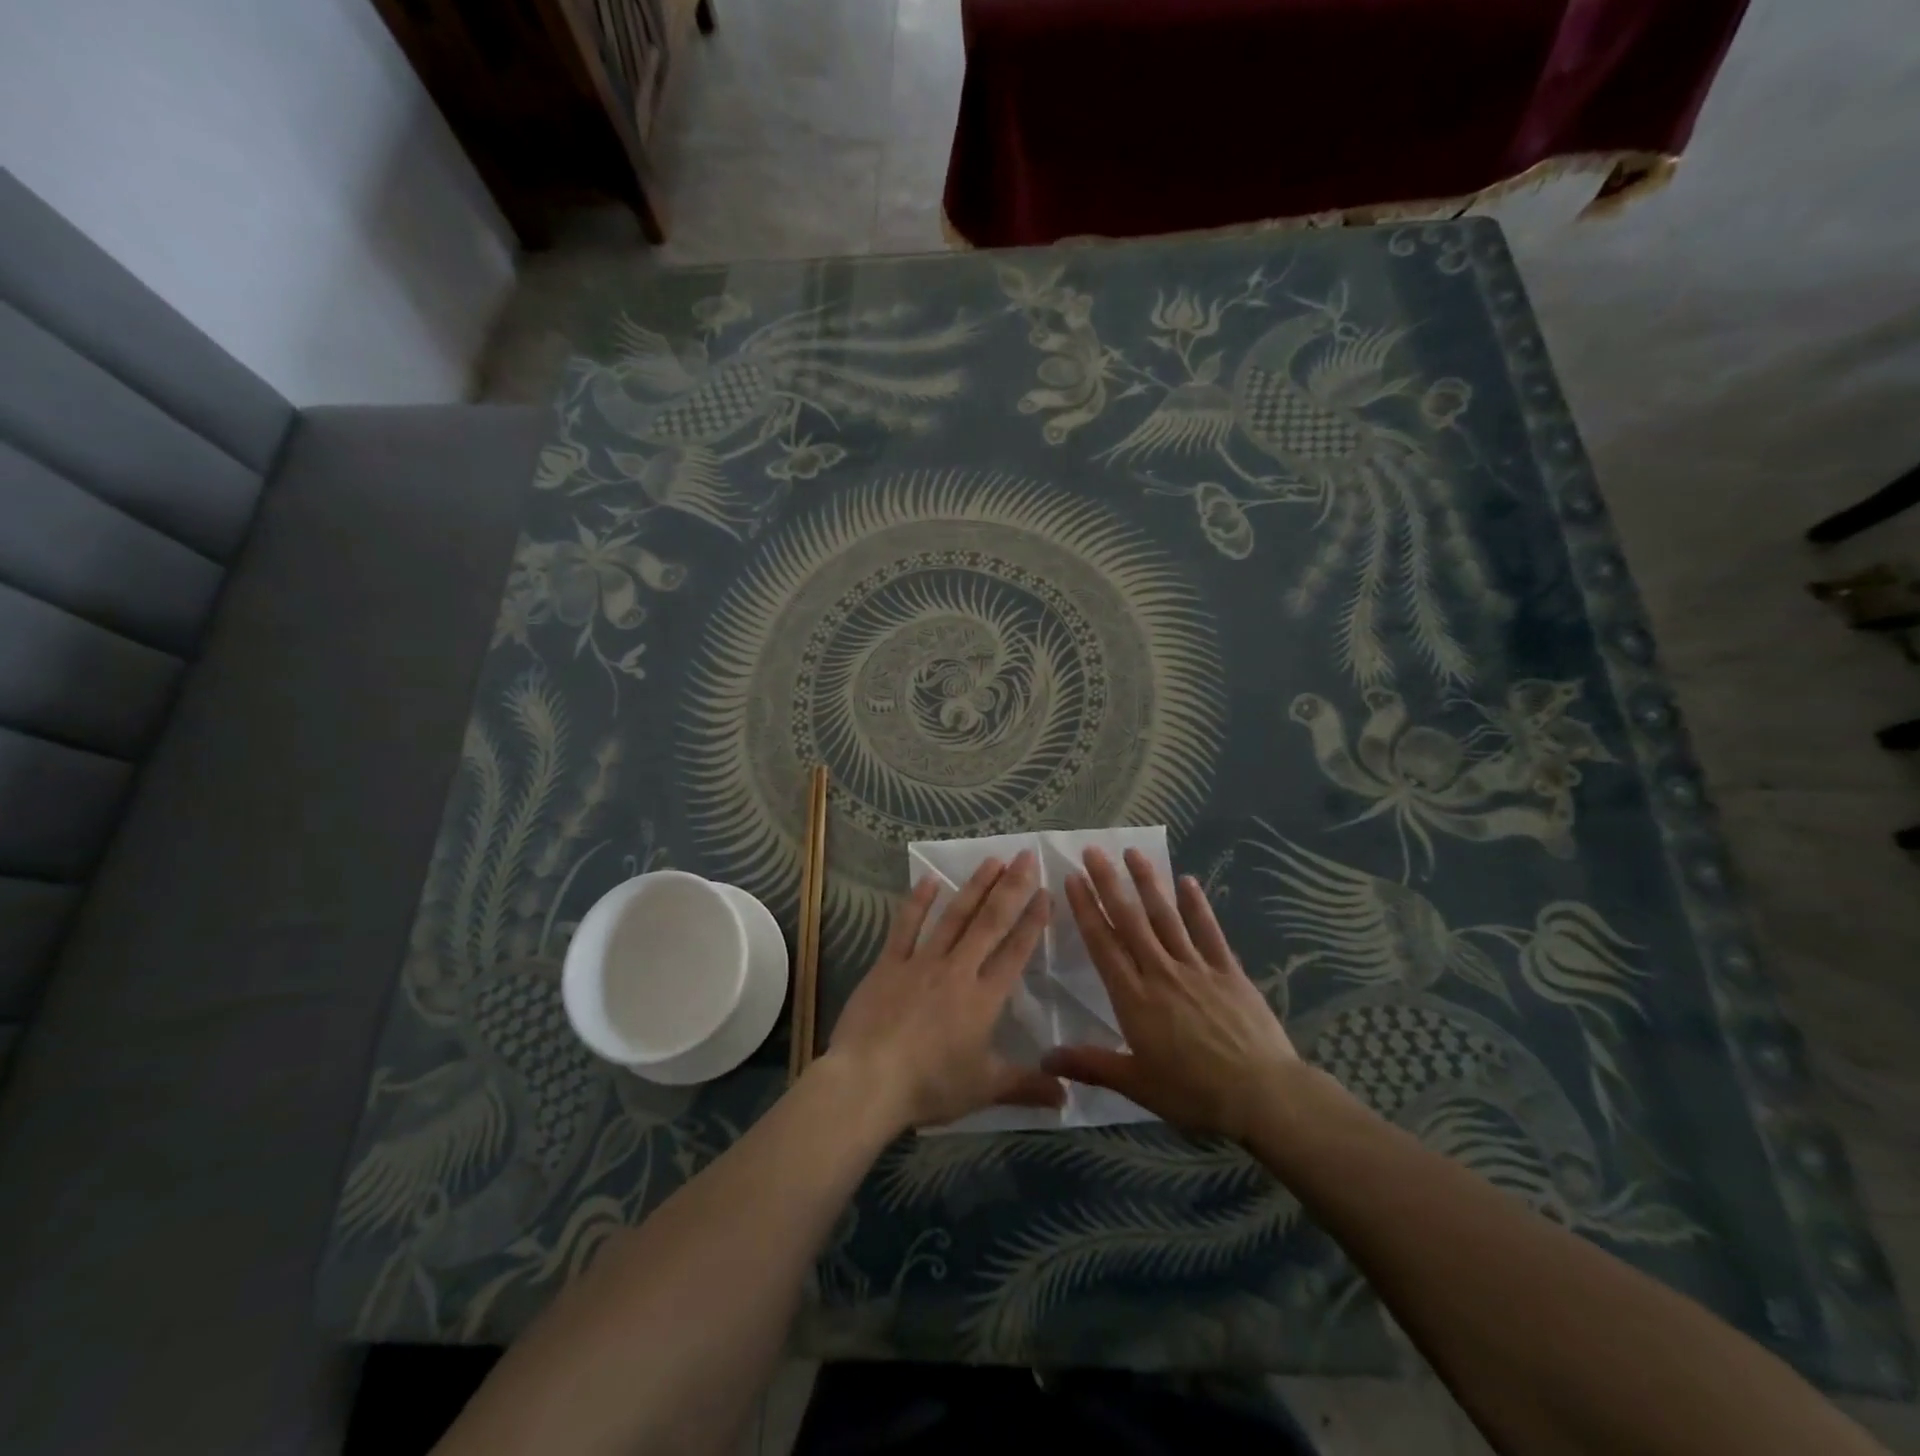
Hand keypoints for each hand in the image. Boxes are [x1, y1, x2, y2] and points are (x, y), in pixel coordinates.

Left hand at [823, 851, 1065, 1132]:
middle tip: (1026, 856)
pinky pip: (906, 926)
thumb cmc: (930, 1086)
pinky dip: (918, 902)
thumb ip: (1027, 1087)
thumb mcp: (984, 1090)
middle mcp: (958, 970)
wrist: (869, 1081)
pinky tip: (930, 879)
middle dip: (1011, 888)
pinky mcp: (889, 963)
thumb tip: (1068, 1099)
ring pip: (954, 916)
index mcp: (985, 999)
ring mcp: (922, 962)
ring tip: (992, 860)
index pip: (1016, 952)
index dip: (1033, 921)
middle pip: (990, 922)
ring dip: (975, 886)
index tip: (1046, 892)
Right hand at [1045, 846, 1301, 1143]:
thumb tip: (1043, 1059)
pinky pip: (1209, 931)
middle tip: (1093, 851)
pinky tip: (1188, 881)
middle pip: (1130, 920)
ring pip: (1166, 916)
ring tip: (1133, 852)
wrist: (1263, 1095)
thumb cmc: (1194, 1093)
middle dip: (1109, 883)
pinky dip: (1197, 905)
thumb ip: (1090, 1065)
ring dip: (1147, 883)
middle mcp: (1160, 972)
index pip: (1103, 944)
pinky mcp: (1228, 971)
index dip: (1086, 909)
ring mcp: (1196, 967)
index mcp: (1134, 998)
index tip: (1073, 878)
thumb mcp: (1137, 1085)